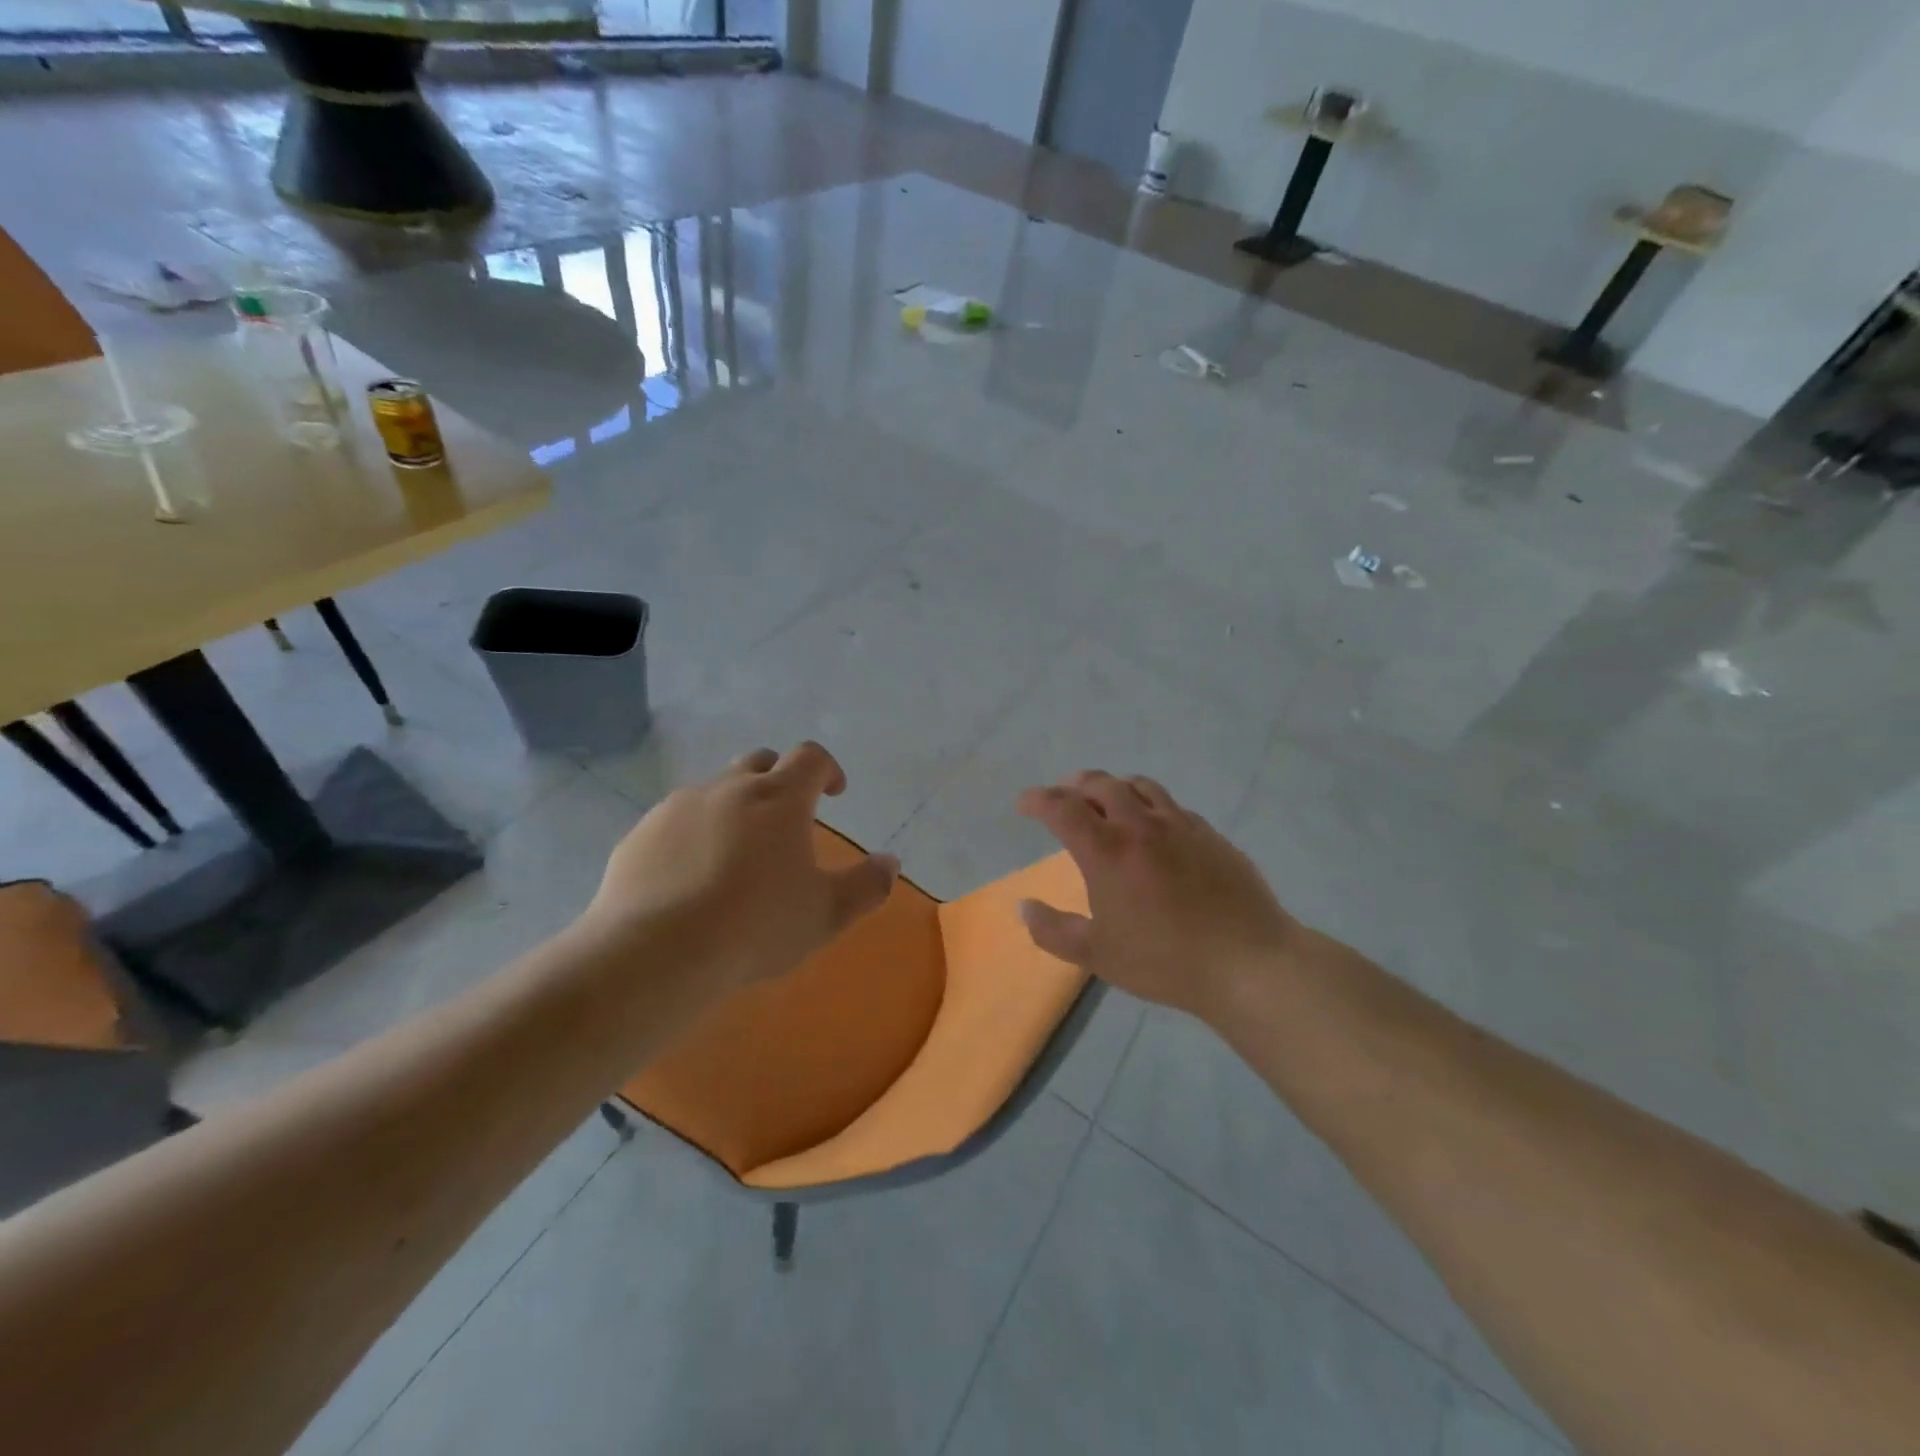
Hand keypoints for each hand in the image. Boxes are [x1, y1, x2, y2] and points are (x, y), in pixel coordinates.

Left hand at [579, 742, 898, 998]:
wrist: (657, 953)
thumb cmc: (757, 927)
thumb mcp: (827, 913)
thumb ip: (867, 885)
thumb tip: (890, 862)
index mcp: (779, 799)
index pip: (810, 758)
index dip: (828, 770)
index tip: (834, 793)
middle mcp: (728, 788)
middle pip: (759, 762)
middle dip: (778, 780)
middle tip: (785, 819)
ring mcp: (678, 807)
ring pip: (714, 791)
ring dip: (733, 808)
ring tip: (735, 855)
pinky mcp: (640, 834)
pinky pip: (675, 822)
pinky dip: (692, 836)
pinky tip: (690, 878)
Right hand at [1015, 771, 1298, 1021]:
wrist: (1247, 962)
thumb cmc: (1164, 961)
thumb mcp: (1097, 954)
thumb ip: (1053, 930)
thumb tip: (1023, 907)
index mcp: (1107, 851)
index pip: (1062, 808)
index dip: (1038, 800)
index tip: (1024, 803)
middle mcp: (1141, 825)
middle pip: (1100, 785)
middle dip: (1074, 785)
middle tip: (1062, 795)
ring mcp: (1180, 825)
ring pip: (1140, 786)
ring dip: (1113, 786)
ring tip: (1105, 797)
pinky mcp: (1210, 834)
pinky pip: (1171, 805)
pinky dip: (1149, 803)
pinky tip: (1153, 824)